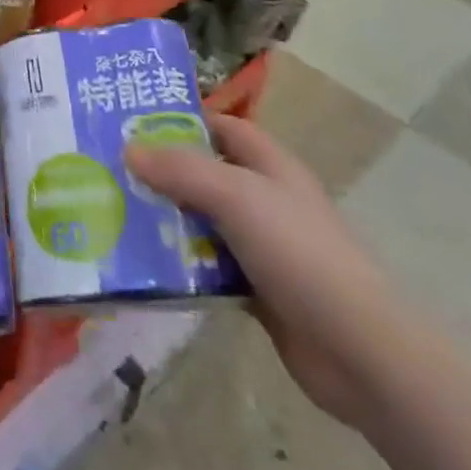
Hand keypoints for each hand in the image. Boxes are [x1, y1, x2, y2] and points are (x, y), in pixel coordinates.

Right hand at [125, 114, 403, 429]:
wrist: (358, 350)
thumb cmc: (298, 251)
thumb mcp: (236, 196)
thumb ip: (181, 170)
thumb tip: (129, 149)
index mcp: (270, 165)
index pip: (222, 127)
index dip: (183, 120)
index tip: (134, 123)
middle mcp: (266, 198)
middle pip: (207, 173)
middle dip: (164, 172)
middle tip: (112, 170)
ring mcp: (263, 246)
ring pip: (204, 221)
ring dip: (168, 220)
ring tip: (116, 214)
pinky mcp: (257, 289)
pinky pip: (209, 266)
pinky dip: (182, 264)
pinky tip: (146, 265)